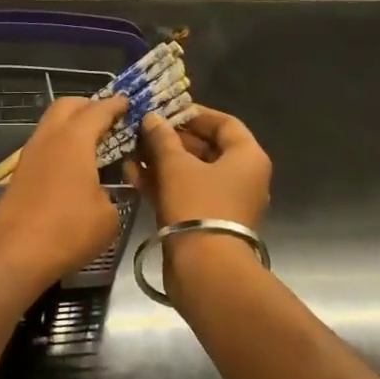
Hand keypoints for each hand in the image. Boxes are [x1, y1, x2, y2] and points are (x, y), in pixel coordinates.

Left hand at [0, 94, 127, 293]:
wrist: (13, 255)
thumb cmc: (67, 231)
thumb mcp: (108, 216)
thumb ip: (112, 195)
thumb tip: (103, 193)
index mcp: (73, 140)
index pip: (98, 110)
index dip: (116, 105)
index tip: (129, 103)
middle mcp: (48, 139)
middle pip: (66, 106)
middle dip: (89, 106)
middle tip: (109, 119)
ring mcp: (29, 156)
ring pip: (50, 126)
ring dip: (71, 126)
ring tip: (93, 143)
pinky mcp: (19, 175)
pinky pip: (44, 147)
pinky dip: (60, 146)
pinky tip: (73, 166)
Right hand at [134, 108, 270, 228]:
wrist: (205, 267)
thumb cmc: (197, 205)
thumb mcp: (175, 166)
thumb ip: (162, 139)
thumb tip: (152, 119)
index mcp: (247, 157)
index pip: (225, 123)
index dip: (194, 114)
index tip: (166, 111)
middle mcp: (242, 177)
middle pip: (207, 148)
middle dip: (171, 139)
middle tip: (142, 132)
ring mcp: (225, 201)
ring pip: (192, 173)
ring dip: (162, 162)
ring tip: (132, 152)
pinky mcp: (207, 221)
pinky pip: (186, 193)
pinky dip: (163, 183)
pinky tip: (133, 175)